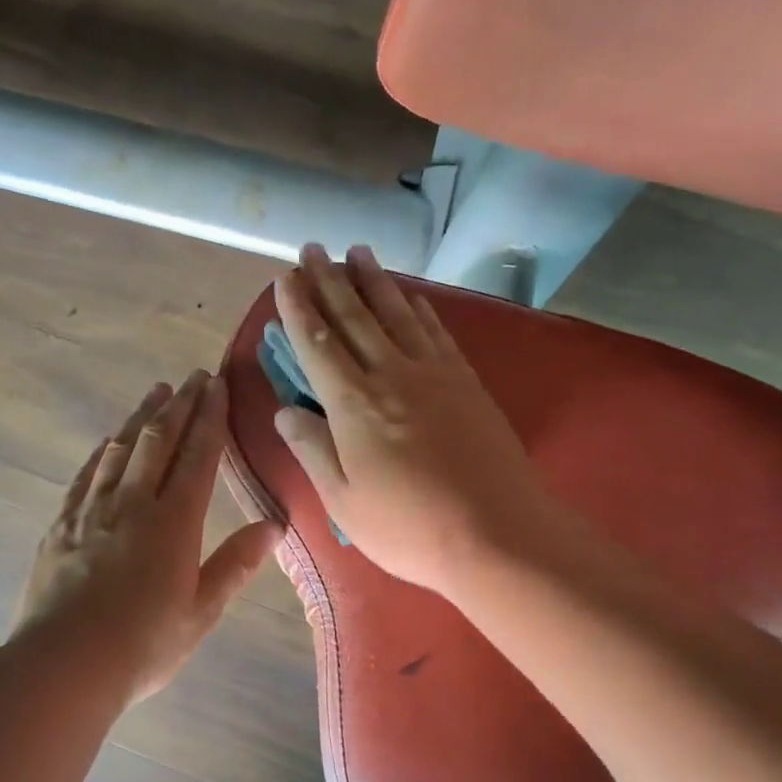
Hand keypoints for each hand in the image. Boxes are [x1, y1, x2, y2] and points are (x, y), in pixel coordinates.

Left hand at [14, 371, 282, 704]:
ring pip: (121, 449)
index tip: (218, 385)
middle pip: (159, 440)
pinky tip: (109, 441)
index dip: (210, 418)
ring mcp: (92, 510)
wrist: (63, 664)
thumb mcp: (201, 612)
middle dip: (180, 405)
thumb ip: (236, 564)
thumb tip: (274, 525)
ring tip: (156, 392)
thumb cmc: (142, 645)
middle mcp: (133, 503)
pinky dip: (103, 451)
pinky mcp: (61, 524)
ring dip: (141, 417)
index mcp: (173, 522)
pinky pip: (87, 474)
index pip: (198, 456)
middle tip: (193, 376)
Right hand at [273, 244, 541, 592]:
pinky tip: (409, 295)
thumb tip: (284, 412)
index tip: (285, 278)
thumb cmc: (407, 527)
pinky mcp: (466, 383)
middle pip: (354, 318)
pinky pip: (436, 332)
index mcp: (354, 405)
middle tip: (313, 248)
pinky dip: (418, 307)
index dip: (298, 309)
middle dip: (329, 280)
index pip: (318, 345)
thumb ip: (312, 449)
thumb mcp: (342, 500)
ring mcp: (434, 374)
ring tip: (357, 251)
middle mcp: (392, 376)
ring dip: (373, 281)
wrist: (497, 533)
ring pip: (396, 314)